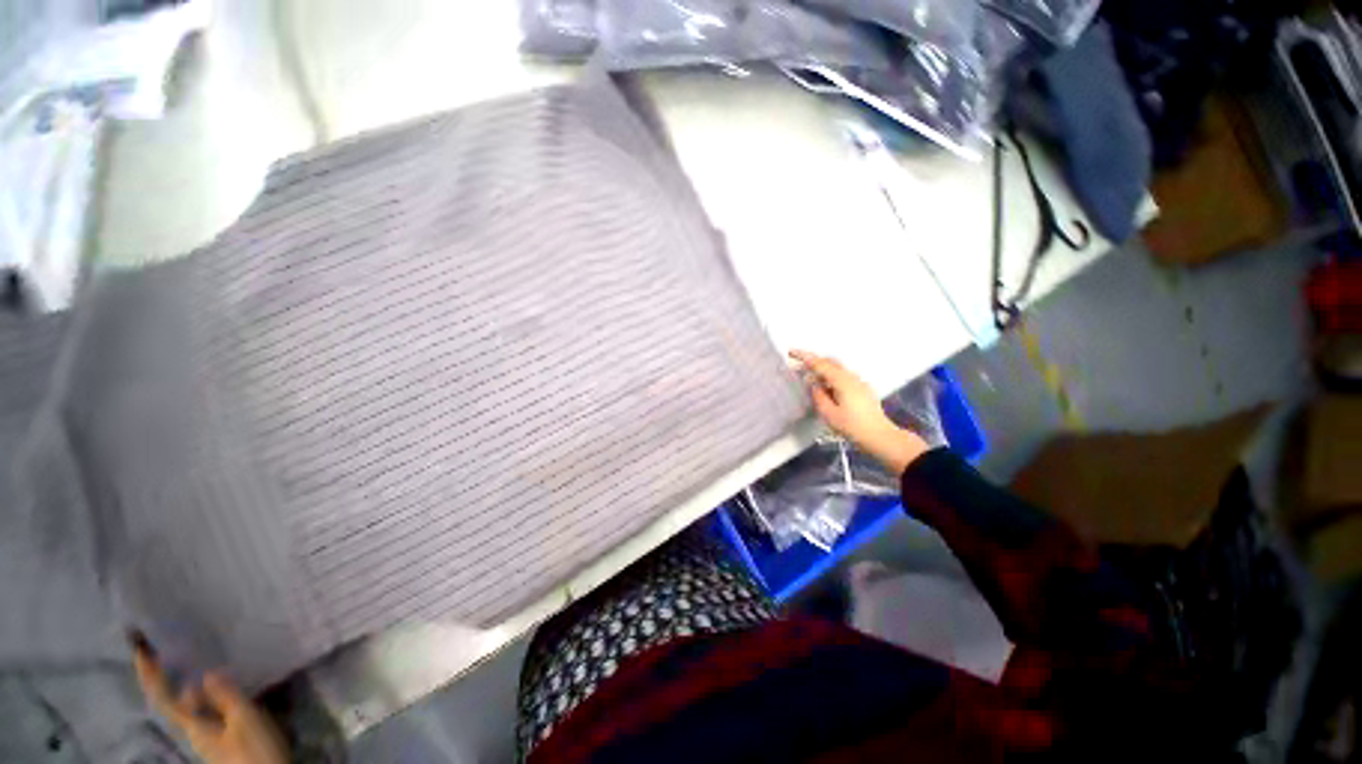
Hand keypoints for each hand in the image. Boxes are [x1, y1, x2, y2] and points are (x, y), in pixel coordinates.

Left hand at [130, 633, 288, 763]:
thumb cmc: (255, 750)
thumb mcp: (245, 720)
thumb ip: (226, 697)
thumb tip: (205, 674)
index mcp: (193, 725)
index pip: (164, 696)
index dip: (150, 673)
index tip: (139, 648)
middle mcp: (194, 730)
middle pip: (178, 701)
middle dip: (172, 678)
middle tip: (173, 651)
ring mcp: (209, 737)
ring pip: (196, 707)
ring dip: (196, 686)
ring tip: (206, 665)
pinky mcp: (223, 740)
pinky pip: (210, 712)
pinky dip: (211, 697)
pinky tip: (227, 690)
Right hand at [790, 350, 927, 474]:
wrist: (880, 437)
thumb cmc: (853, 427)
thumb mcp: (829, 414)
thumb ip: (819, 396)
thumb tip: (814, 385)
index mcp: (842, 381)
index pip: (820, 364)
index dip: (804, 357)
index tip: (791, 352)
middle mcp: (852, 377)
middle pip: (830, 362)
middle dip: (814, 361)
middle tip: (800, 366)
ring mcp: (859, 382)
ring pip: (837, 369)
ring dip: (823, 370)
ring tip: (812, 380)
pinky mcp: (862, 389)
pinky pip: (843, 376)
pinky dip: (831, 377)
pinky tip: (827, 389)